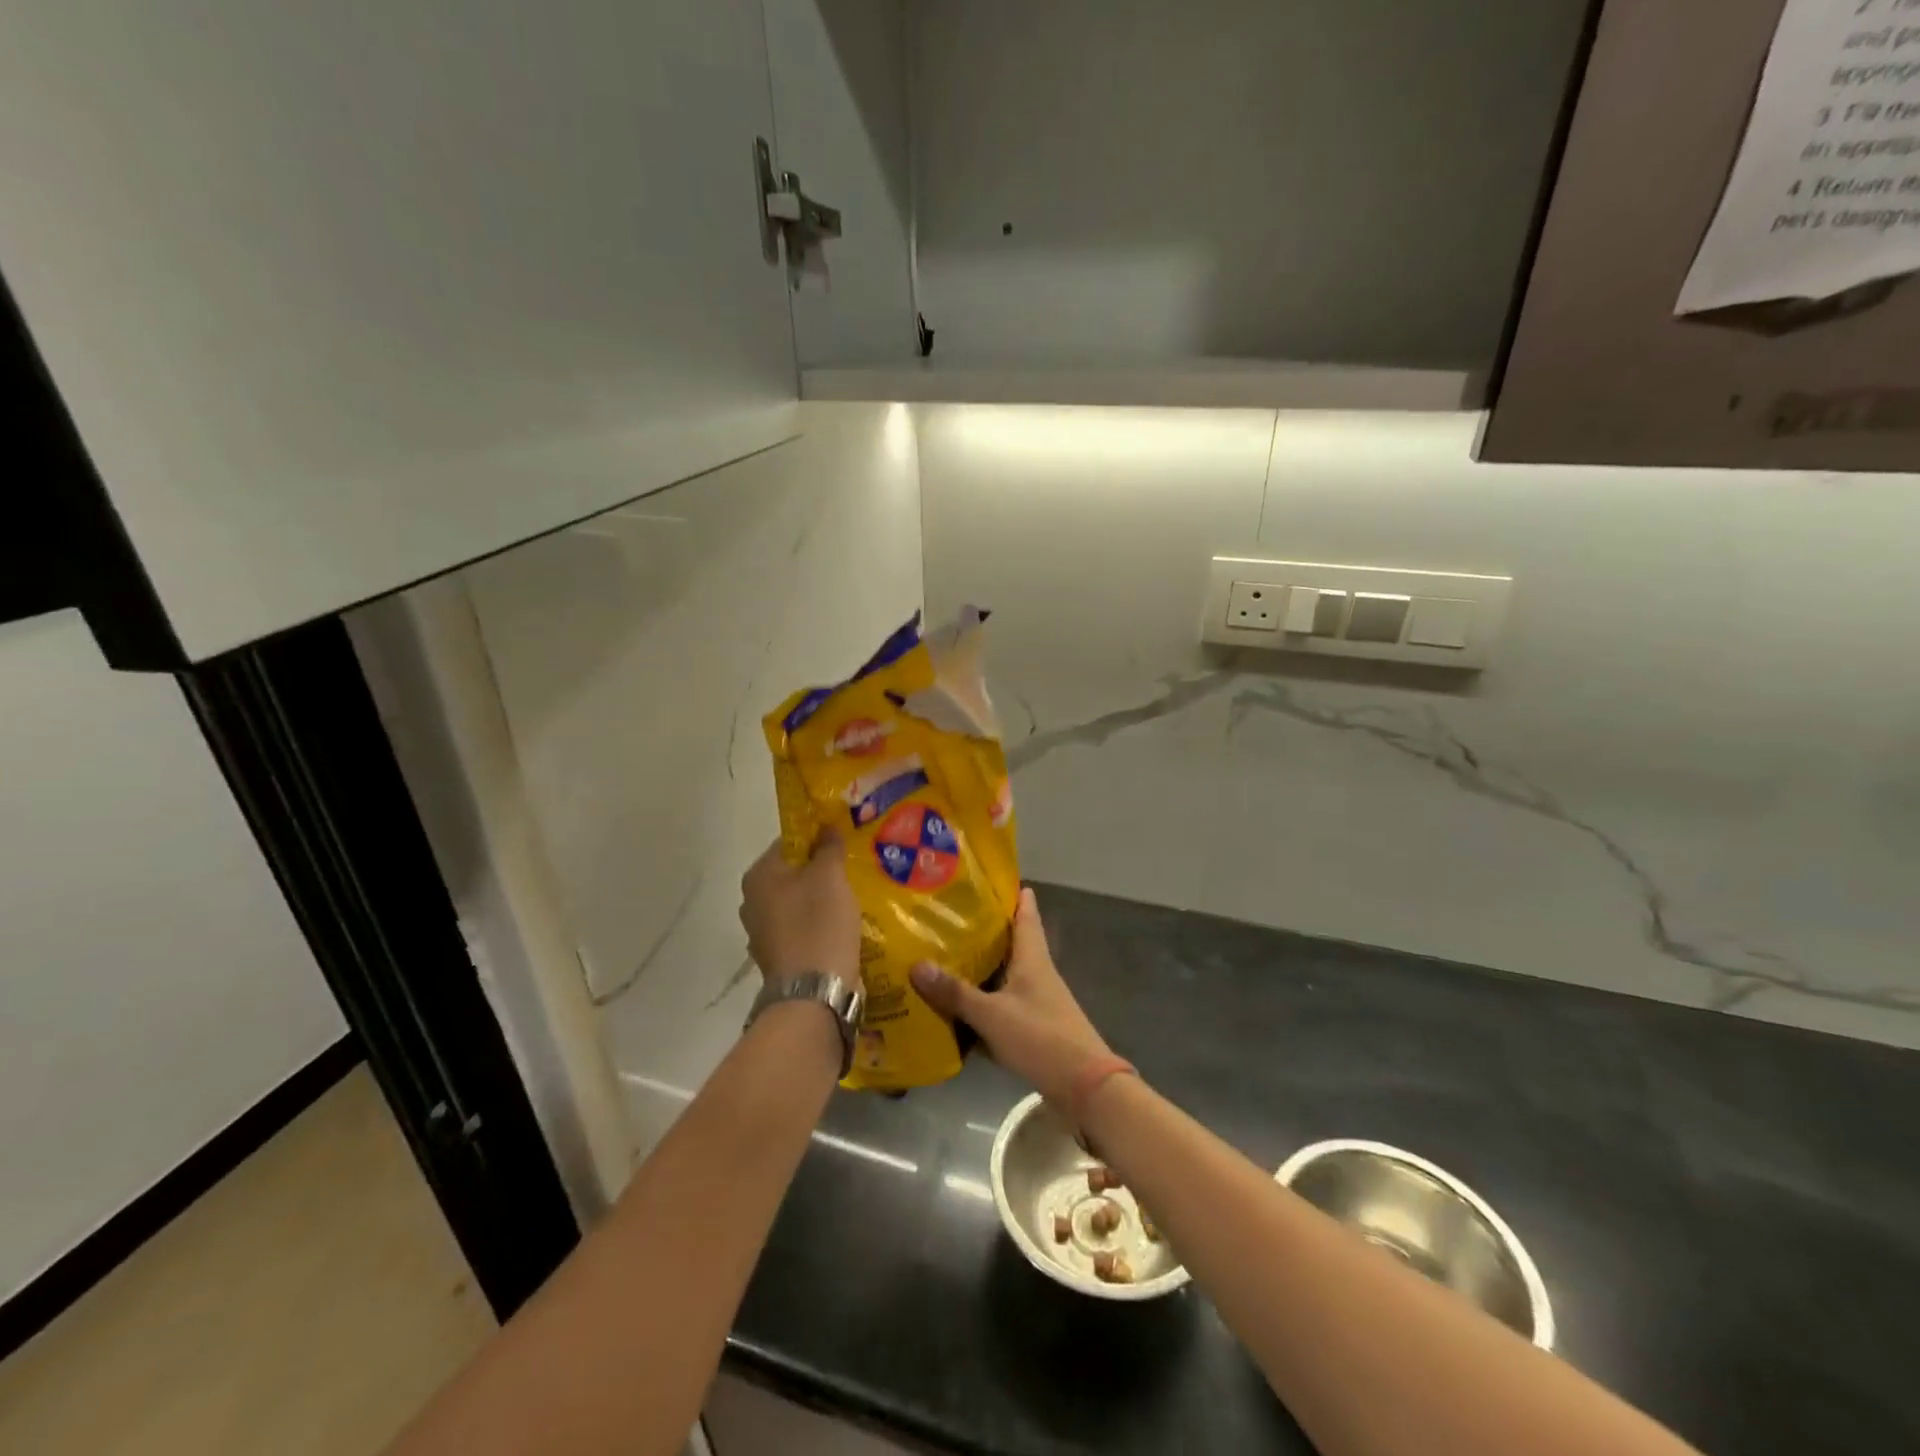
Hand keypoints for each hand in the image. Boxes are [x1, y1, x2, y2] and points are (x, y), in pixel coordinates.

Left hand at [739, 831, 861, 984]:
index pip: (789, 842)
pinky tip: (840, 929)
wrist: (813, 993)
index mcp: (759, 876)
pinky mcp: (777, 957)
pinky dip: (817, 926)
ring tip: (851, 900)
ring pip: (797, 903)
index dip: (817, 838)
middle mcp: (751, 901)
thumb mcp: (830, 876)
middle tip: (851, 870)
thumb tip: (826, 826)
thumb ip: (828, 846)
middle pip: (792, 874)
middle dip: (820, 871)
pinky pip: (800, 929)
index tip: (844, 843)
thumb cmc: (819, 924)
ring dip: (820, 900)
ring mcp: (762, 932)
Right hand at [909, 888, 1113, 1111]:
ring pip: (1003, 972)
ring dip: (980, 965)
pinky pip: (1001, 1001)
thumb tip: (916, 965)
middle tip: (947, 915)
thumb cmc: (1041, 1037)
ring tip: (942, 954)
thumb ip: (955, 992)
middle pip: (1010, 940)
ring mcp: (1036, 999)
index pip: (1025, 912)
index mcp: (1032, 957)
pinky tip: (957, 1005)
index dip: (1010, 892)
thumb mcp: (992, 1015)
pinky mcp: (1032, 1024)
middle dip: (983, 928)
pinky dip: (982, 999)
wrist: (1084, 1086)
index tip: (984, 878)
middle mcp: (1036, 971)